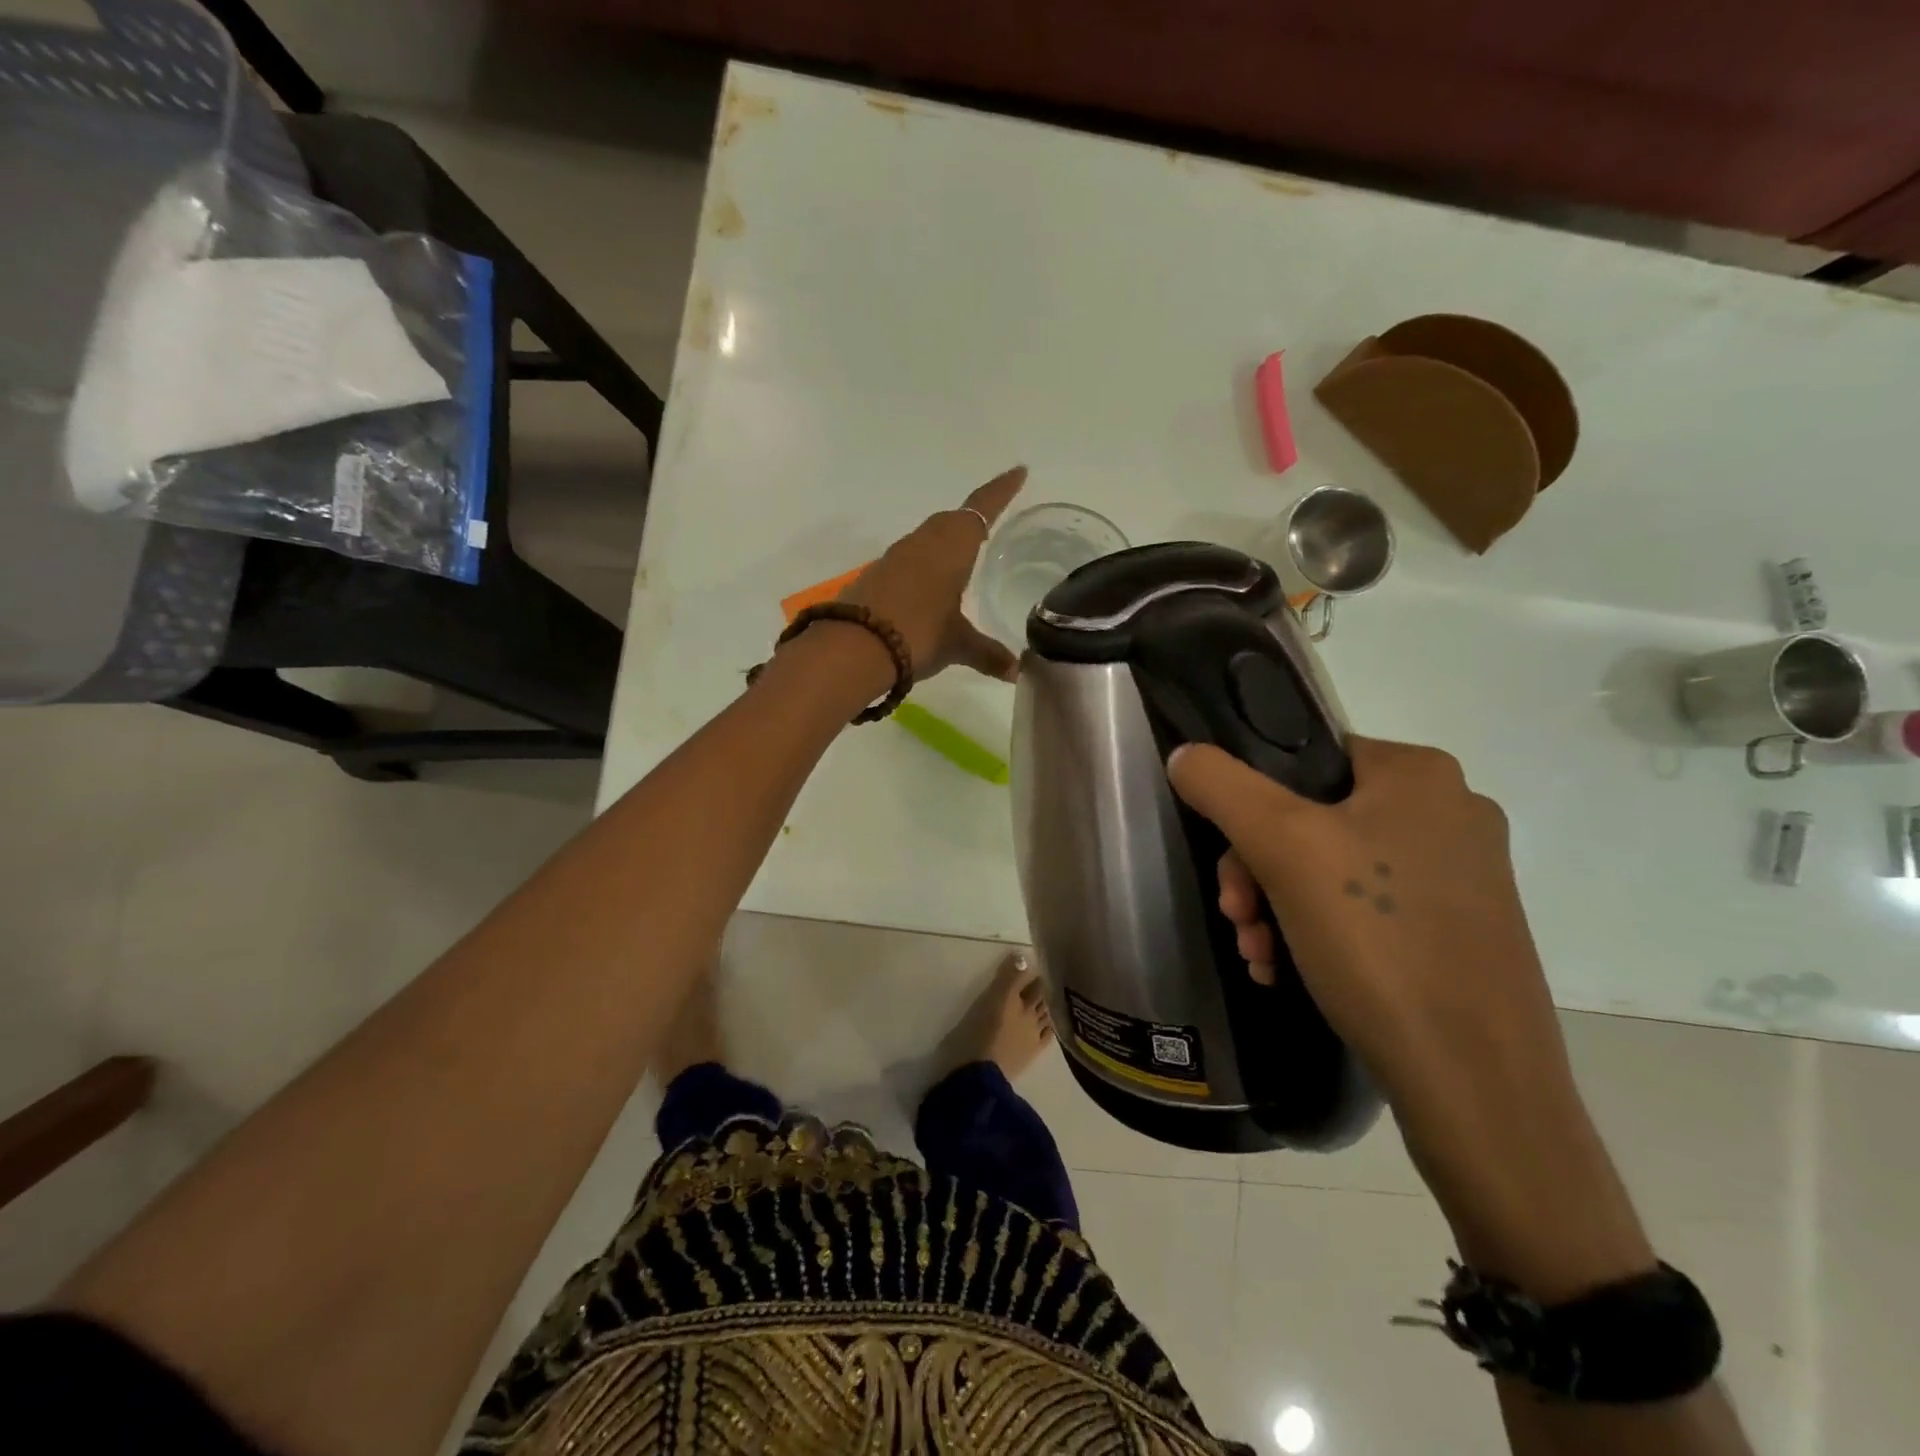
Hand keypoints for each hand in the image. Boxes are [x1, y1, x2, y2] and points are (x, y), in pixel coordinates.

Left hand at [838, 466, 1025, 681]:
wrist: (852, 647)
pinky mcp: (875, 575)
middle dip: (972, 518)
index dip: (1001, 491)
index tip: (1018, 472)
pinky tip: (928, 587)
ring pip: (927, 538)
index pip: (982, 509)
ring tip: (962, 558)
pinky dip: (924, 565)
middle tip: (991, 523)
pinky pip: (908, 559)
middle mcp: (923, 542)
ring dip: (945, 541)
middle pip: (951, 521)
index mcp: (952, 546)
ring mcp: (895, 557)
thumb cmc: (917, 634)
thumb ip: (987, 654)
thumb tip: (1016, 672)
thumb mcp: (957, 645)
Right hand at [1169, 736, 1555, 1101]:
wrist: (1475, 1083)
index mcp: (1420, 774)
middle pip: (1311, 819)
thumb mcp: (1281, 846)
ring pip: (1332, 869)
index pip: (1303, 760)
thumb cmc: (1377, 941)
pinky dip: (1317, 934)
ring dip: (1277, 907)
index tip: (1230, 867)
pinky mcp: (1461, 932)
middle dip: (1258, 872)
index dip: (1250, 806)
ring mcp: (1461, 877)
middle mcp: (1450, 814)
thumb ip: (1222, 785)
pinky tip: (1290, 971)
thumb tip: (1185, 754)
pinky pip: (1366, 910)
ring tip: (1261, 957)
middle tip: (1239, 919)